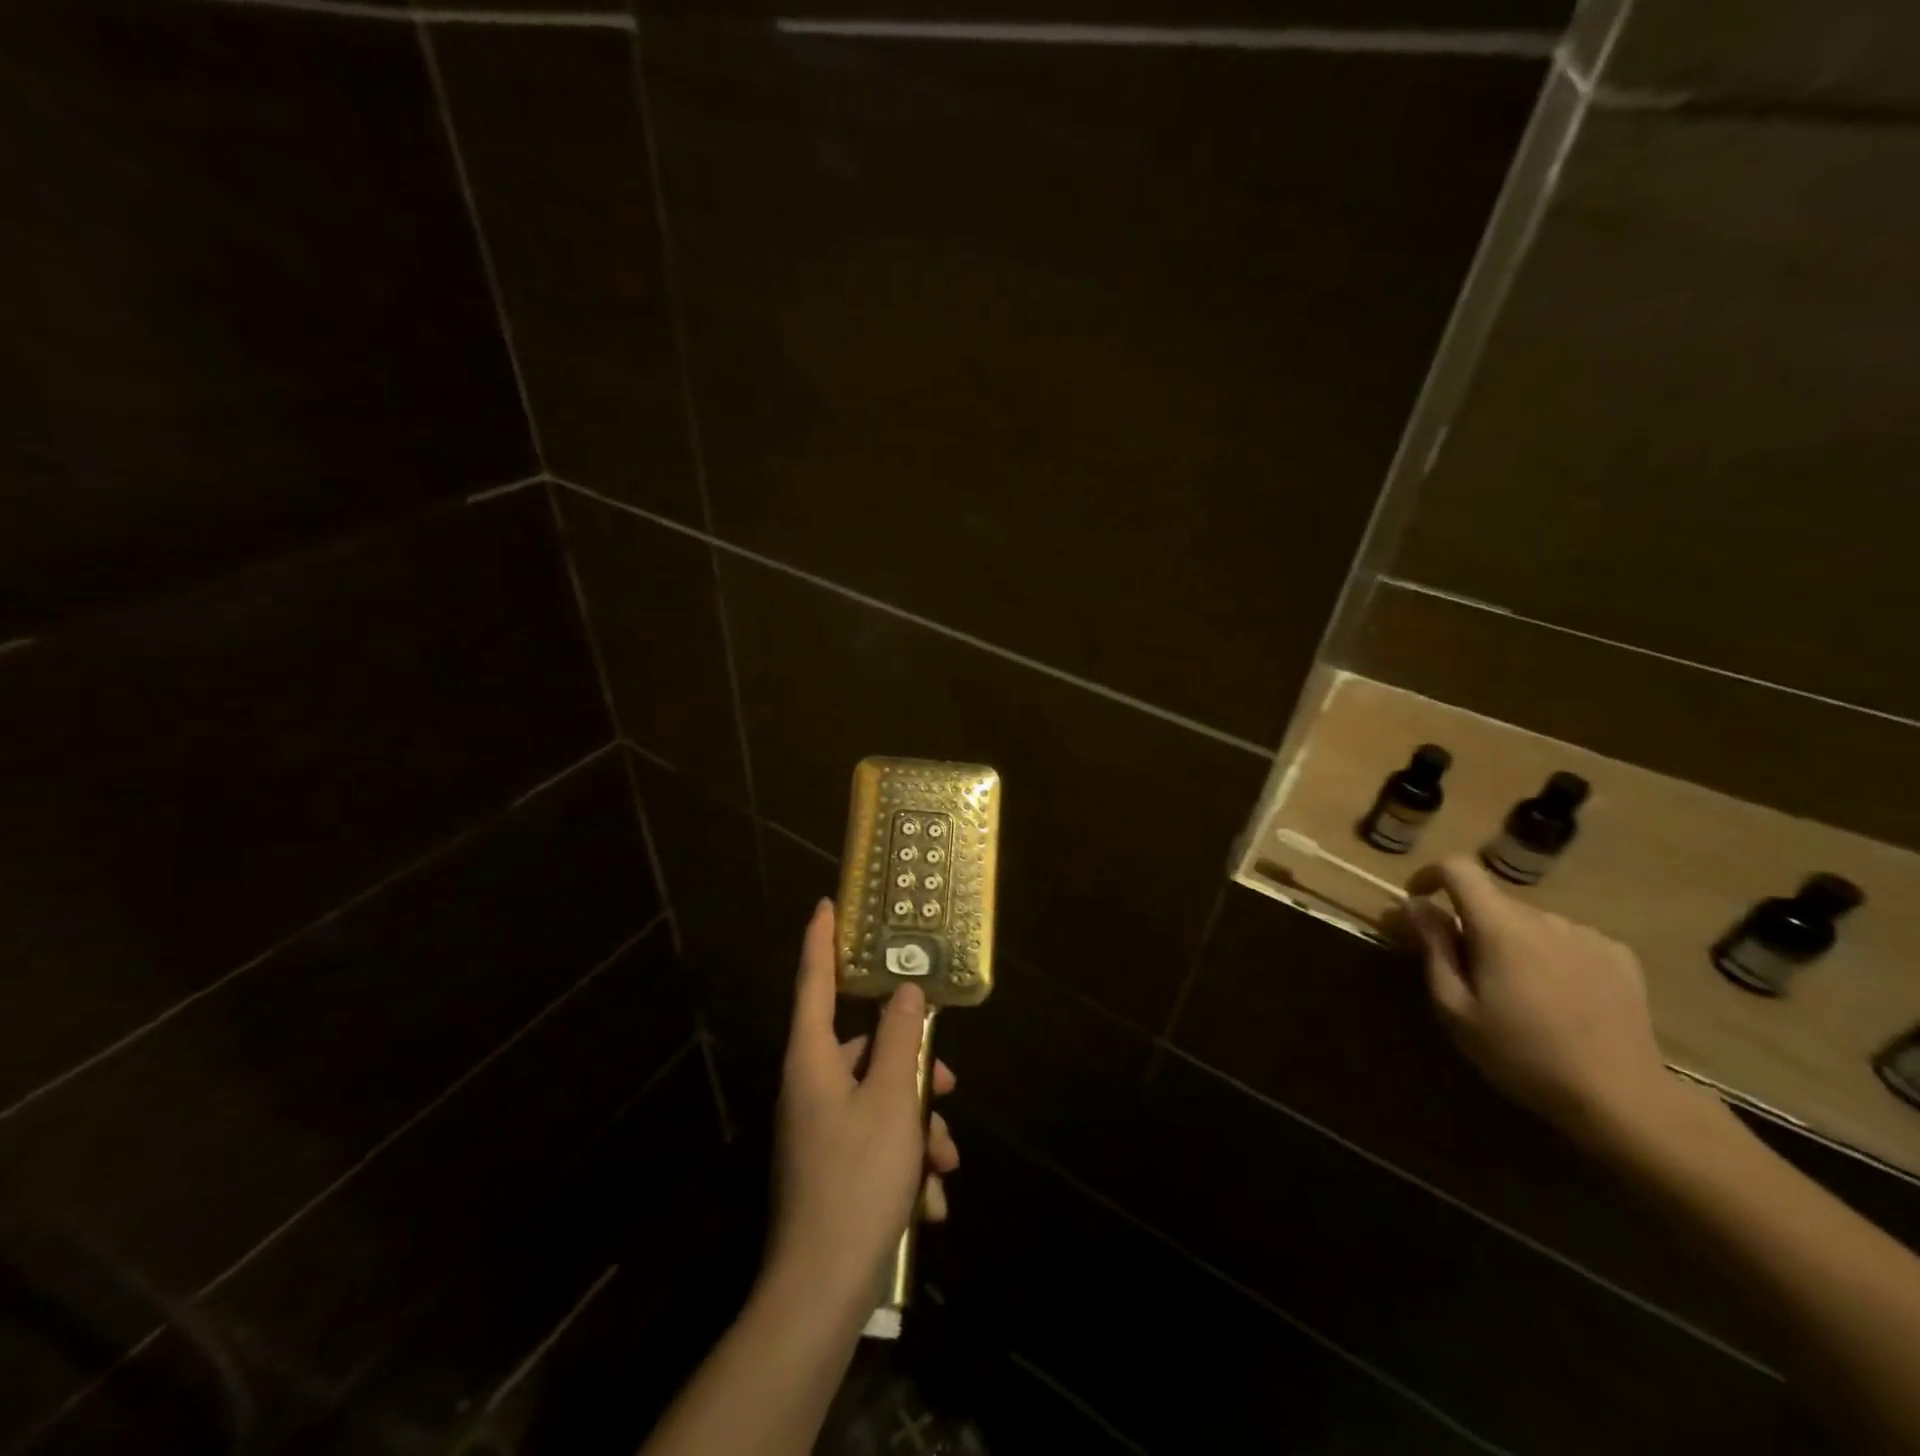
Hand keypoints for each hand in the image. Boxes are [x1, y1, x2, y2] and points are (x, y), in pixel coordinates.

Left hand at [768, 899, 958, 1311]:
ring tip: (944, 1166)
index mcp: (812, 1061)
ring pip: (879, 1101)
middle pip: (865, 1050)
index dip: (821, 941)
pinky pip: (874, 1143)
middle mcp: (810, 1087)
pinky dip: (904, 1163)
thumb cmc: (856, 1180)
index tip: (825, 905)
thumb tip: (906, 992)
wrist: (821, 1293)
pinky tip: (926, 1205)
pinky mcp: (831, 1167)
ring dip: (917, 1127)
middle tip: (948, 1084)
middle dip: (912, 1066)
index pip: (814, 982)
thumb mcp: (891, 1101)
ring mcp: (818, 1130)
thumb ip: (899, 1039)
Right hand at [1405, 857, 1675, 1145]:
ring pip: (1529, 922)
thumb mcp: (1455, 1007)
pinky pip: (1566, 939)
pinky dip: (1549, 953)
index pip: (1459, 869)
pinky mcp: (1619, 956)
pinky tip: (1559, 995)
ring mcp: (1587, 935)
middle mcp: (1544, 918)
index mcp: (1500, 926)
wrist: (1621, 1097)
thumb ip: (1433, 948)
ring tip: (1517, 989)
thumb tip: (1415, 905)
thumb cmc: (1521, 1053)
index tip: (1418, 900)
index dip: (1430, 874)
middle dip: (1471, 924)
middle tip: (1467, 971)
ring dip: (1511, 941)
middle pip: (1493, 902)